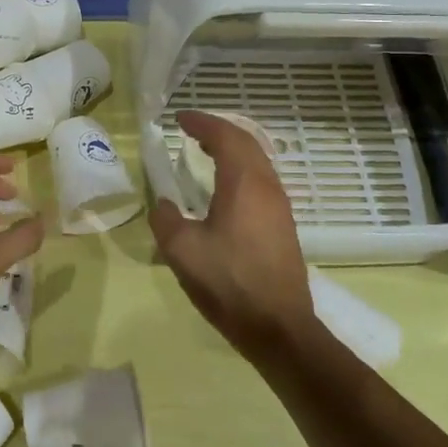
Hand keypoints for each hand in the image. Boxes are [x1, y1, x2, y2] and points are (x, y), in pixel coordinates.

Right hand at [150, 111, 311, 358]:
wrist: (278, 327)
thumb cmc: (229, 282)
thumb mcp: (182, 251)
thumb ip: (166, 219)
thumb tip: (164, 204)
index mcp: (244, 184)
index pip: (225, 137)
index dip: (202, 123)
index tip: (180, 119)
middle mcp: (268, 187)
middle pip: (247, 143)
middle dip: (218, 131)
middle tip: (192, 131)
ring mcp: (280, 207)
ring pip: (257, 163)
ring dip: (232, 150)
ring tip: (206, 153)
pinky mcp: (283, 227)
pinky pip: (261, 182)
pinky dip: (240, 170)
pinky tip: (224, 189)